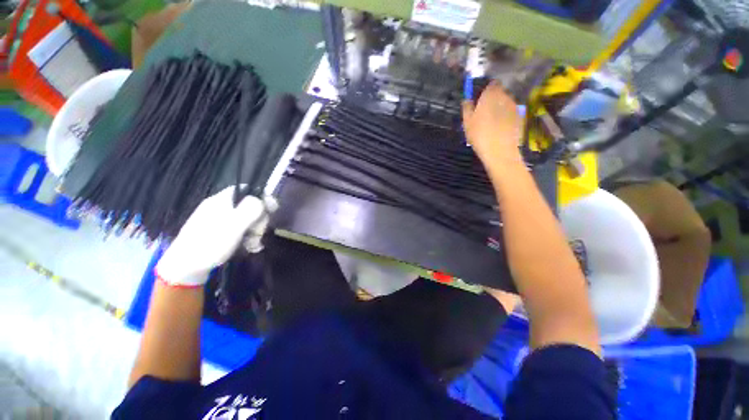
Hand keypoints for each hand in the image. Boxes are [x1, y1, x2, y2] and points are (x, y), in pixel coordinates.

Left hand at [155, 186, 274, 286]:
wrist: (184, 269)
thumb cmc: (209, 245)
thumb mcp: (233, 227)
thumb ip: (250, 210)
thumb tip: (265, 198)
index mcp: (222, 201)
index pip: (246, 189)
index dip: (261, 197)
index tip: (271, 210)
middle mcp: (221, 207)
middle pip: (250, 206)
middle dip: (259, 220)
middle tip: (259, 233)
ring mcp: (220, 220)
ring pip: (247, 220)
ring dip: (255, 232)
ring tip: (254, 245)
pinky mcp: (220, 233)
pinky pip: (240, 230)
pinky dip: (248, 237)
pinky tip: (250, 248)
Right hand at [462, 84, 523, 165]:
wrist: (499, 150)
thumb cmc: (480, 134)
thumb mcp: (467, 122)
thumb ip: (467, 108)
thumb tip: (467, 100)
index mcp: (491, 94)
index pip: (491, 84)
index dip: (486, 90)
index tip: (480, 99)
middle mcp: (505, 96)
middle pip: (500, 92)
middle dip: (493, 98)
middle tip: (484, 111)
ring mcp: (514, 106)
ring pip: (505, 102)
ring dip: (499, 107)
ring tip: (491, 120)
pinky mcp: (519, 117)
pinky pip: (510, 112)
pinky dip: (505, 116)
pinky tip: (499, 127)